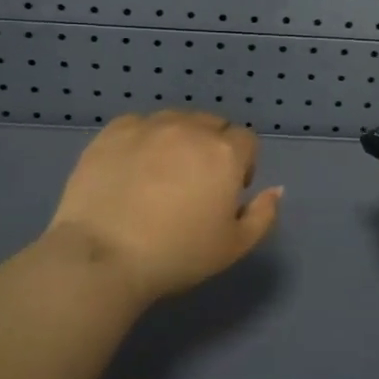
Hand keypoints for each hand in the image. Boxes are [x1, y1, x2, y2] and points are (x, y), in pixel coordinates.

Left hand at [42, 110, 282, 305]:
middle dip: (213, 147)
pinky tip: (131, 168)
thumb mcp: (234, 246)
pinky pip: (138, 125)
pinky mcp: (112, 132)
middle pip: (212, 124)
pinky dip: (142, 139)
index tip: (227, 193)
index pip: (246, 140)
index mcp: (225, 153)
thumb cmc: (177, 255)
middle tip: (196, 184)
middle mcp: (190, 128)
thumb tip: (275, 189)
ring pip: (176, 120)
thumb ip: (263, 214)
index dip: (242, 164)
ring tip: (161, 173)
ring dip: (179, 139)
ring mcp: (149, 126)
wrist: (102, 257)